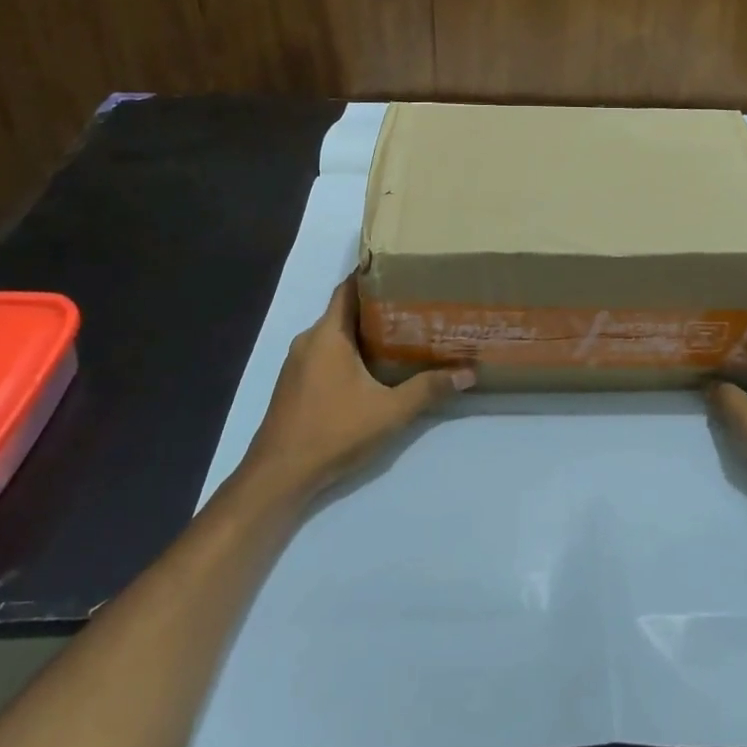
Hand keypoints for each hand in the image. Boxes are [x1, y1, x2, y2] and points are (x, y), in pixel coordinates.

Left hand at [240, 278, 472, 497]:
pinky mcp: (296, 385)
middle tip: (416, 304)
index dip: (373, 275)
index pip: (349, 289)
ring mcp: (298, 364)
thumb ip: (428, 389)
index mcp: (327, 335)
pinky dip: (350, 353)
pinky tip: (376, 369)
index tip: (403, 269)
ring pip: (336, 336)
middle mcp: (309, 341)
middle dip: (378, 307)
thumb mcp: (390, 412)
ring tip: (404, 334)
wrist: (279, 477)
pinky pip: (327, 355)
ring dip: (365, 333)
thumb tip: (468, 373)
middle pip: (345, 311)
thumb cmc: (333, 432)